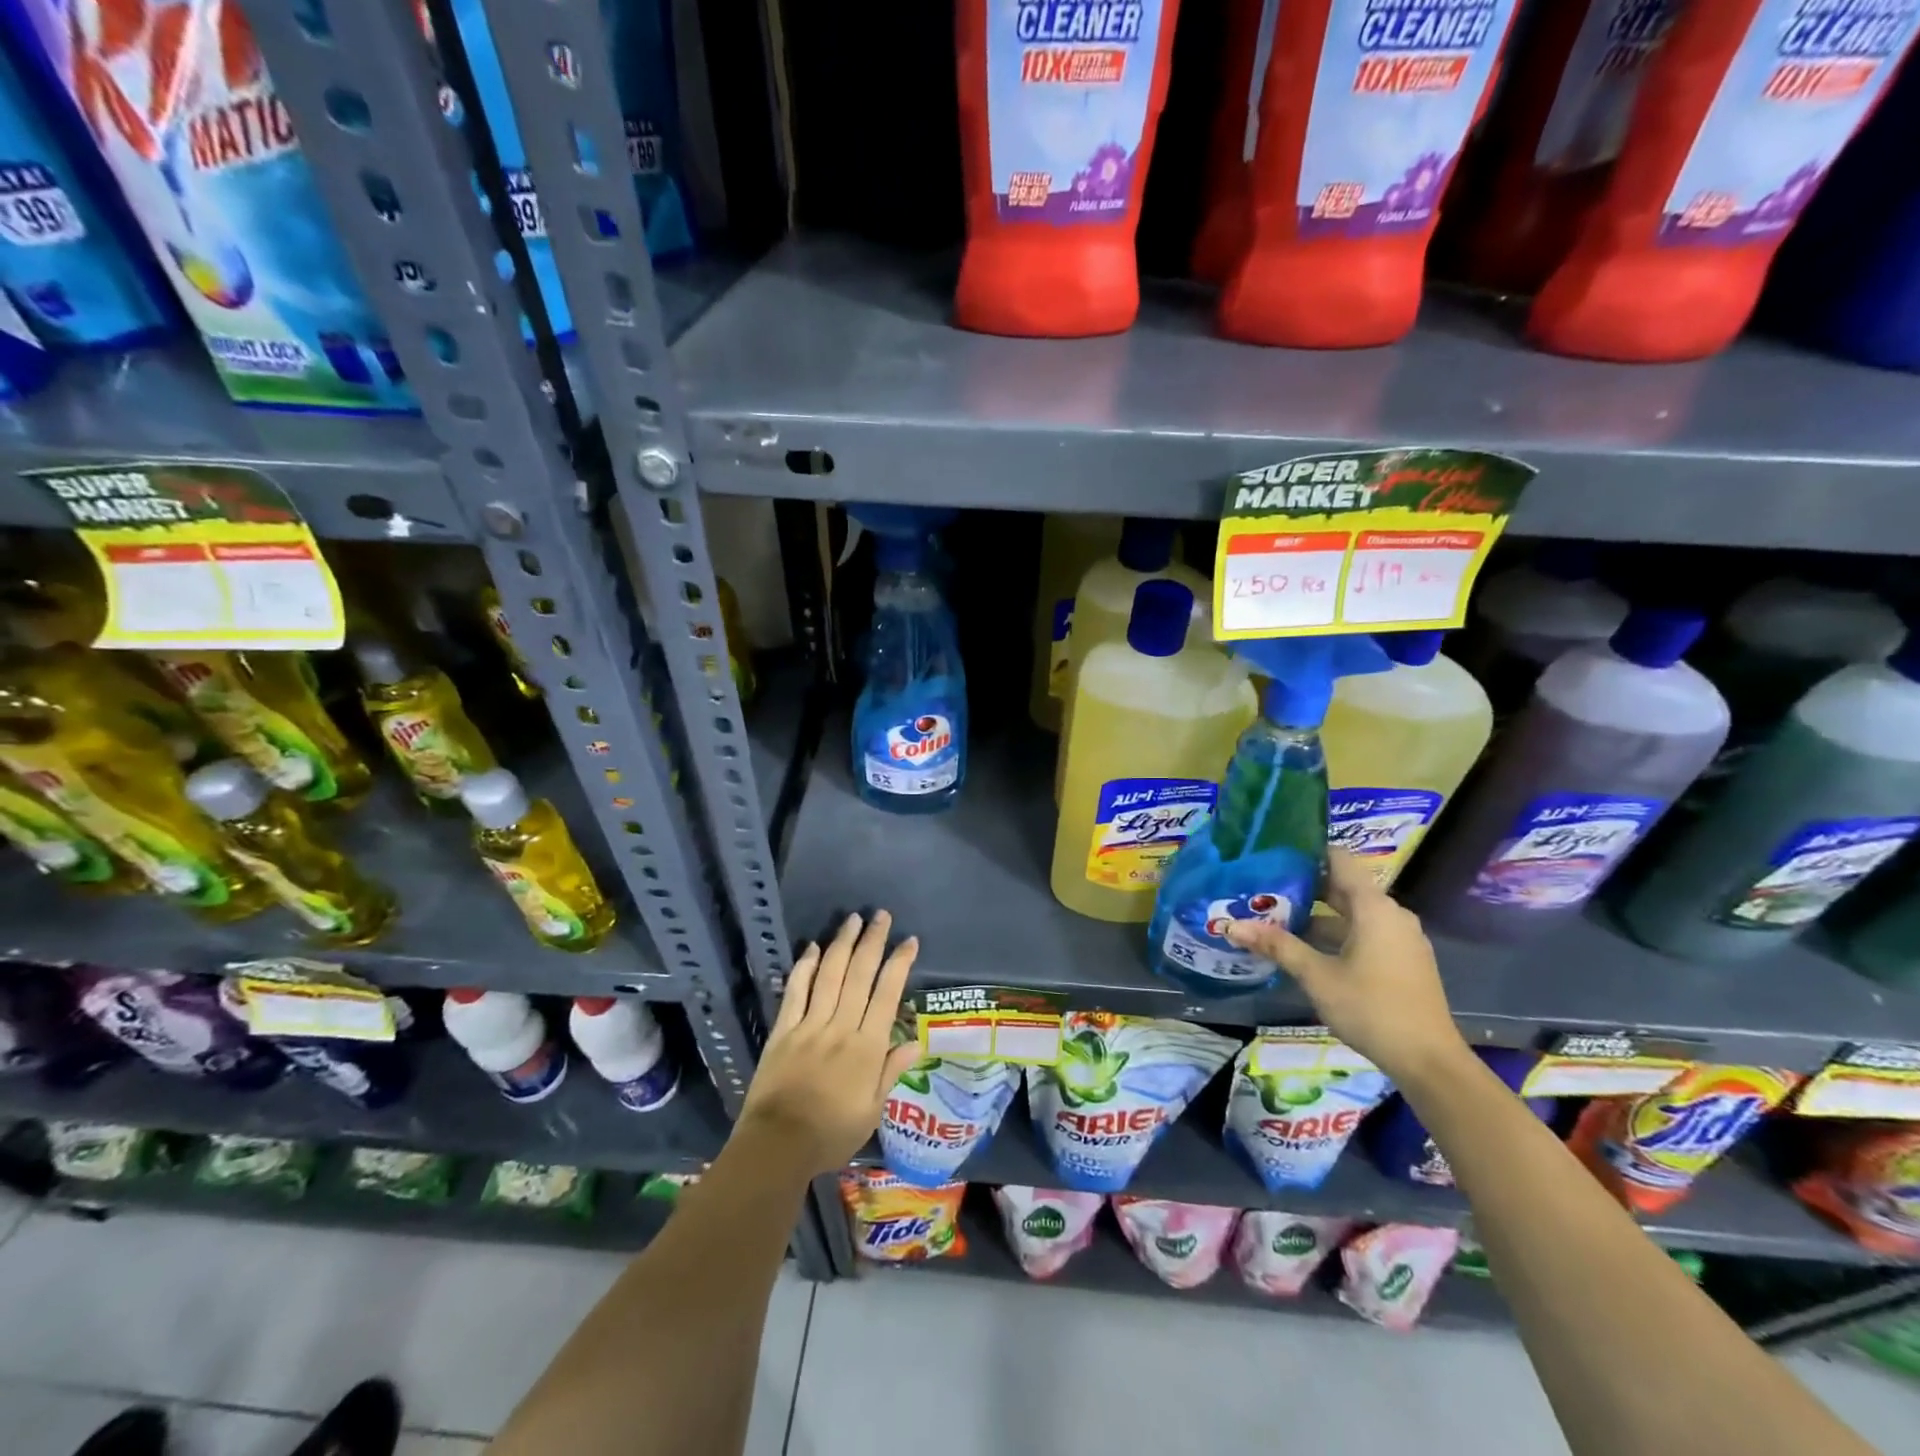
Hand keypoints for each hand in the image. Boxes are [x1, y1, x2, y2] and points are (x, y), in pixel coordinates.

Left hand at [740, 910, 922, 1176]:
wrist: (778, 1146)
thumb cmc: (831, 1134)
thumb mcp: (872, 1110)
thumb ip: (891, 1071)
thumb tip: (916, 1041)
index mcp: (867, 1047)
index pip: (888, 994)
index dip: (899, 964)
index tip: (909, 941)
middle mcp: (841, 1027)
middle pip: (859, 975)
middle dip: (872, 942)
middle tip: (881, 915)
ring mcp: (810, 1025)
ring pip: (830, 975)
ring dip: (842, 944)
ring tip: (853, 919)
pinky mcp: (783, 1030)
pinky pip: (795, 992)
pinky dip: (805, 968)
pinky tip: (813, 948)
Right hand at [1224, 849, 1469, 1087]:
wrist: (1428, 1061)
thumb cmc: (1371, 1008)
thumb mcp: (1317, 976)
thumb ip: (1277, 946)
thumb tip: (1232, 925)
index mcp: (1374, 907)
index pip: (1339, 860)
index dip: (1307, 853)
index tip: (1273, 855)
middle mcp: (1391, 914)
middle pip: (1343, 887)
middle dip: (1303, 888)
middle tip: (1262, 888)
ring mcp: (1400, 938)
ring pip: (1351, 914)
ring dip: (1317, 915)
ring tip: (1275, 918)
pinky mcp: (1402, 960)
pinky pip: (1364, 933)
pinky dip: (1335, 933)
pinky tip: (1305, 948)